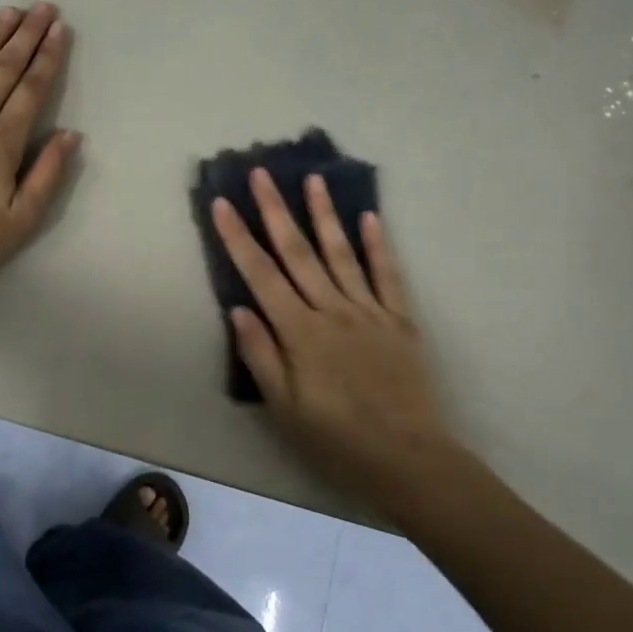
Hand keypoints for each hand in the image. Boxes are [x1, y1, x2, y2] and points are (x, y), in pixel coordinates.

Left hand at [0, 3, 79, 288]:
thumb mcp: (21, 219)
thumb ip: (47, 174)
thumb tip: (70, 133)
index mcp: (3, 143)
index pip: (31, 91)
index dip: (47, 58)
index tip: (59, 29)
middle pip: (4, 70)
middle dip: (26, 37)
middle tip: (41, 7)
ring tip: (8, 11)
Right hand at [211, 170, 449, 502]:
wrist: (409, 459)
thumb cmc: (337, 440)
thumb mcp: (285, 409)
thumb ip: (261, 355)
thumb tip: (238, 308)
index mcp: (300, 331)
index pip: (261, 275)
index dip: (238, 237)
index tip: (223, 203)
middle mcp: (332, 309)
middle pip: (298, 252)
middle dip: (275, 210)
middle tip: (261, 173)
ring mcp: (369, 311)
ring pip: (341, 253)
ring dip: (324, 214)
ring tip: (312, 179)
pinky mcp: (400, 320)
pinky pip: (388, 275)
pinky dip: (378, 244)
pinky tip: (369, 216)